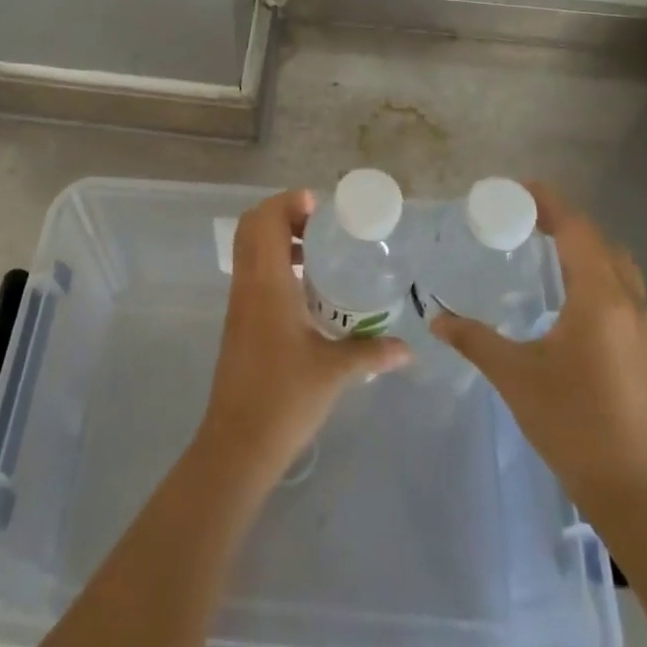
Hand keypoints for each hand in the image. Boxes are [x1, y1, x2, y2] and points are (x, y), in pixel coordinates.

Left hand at [198, 189, 409, 484]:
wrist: (238, 443)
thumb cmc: (285, 398)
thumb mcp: (335, 372)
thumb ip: (371, 352)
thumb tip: (408, 349)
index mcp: (267, 283)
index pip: (265, 219)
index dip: (289, 202)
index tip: (322, 209)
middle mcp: (248, 283)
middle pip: (253, 226)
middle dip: (284, 214)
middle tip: (322, 227)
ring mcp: (239, 302)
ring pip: (250, 248)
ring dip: (278, 238)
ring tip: (319, 253)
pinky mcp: (238, 320)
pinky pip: (252, 271)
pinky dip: (274, 262)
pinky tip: (306, 289)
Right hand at [432, 183, 646, 526]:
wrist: (637, 492)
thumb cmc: (573, 424)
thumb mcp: (515, 376)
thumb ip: (475, 339)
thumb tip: (437, 318)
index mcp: (599, 299)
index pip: (577, 230)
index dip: (550, 203)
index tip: (519, 189)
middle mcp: (628, 303)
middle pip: (601, 241)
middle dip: (566, 221)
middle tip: (526, 218)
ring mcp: (644, 328)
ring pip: (618, 265)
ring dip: (585, 247)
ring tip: (545, 248)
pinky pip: (623, 290)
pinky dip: (597, 273)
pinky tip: (569, 296)